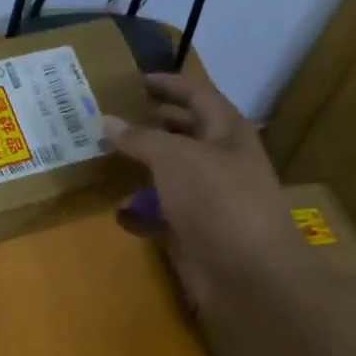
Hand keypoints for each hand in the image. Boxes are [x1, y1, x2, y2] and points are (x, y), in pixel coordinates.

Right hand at [102, 72, 306, 291]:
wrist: (250, 276)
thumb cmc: (217, 201)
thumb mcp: (174, 158)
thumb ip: (140, 138)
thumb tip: (107, 121)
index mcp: (227, 132)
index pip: (198, 94)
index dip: (169, 83)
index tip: (135, 80)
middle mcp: (221, 161)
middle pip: (184, 134)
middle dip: (151, 125)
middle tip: (113, 118)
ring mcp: (210, 200)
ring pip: (170, 176)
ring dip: (141, 169)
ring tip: (104, 161)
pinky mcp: (197, 233)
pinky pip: (162, 215)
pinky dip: (141, 213)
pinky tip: (119, 211)